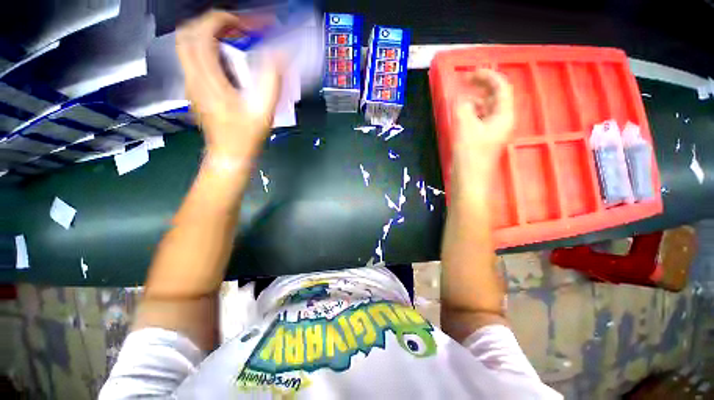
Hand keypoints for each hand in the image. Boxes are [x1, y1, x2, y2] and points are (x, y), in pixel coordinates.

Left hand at [176, 11, 281, 159]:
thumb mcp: (263, 110)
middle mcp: (194, 77)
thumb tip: (279, 54)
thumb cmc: (246, 136)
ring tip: (233, 41)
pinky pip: (195, 60)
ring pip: (188, 46)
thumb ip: (271, 80)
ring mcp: (192, 84)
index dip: (221, 20)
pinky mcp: (195, 90)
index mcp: (208, 79)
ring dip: (209, 36)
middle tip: (236, 29)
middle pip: (188, 34)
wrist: (230, 155)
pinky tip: (229, 62)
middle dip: (212, 24)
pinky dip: (209, 51)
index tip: (243, 25)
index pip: (201, 33)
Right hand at [453, 69, 514, 165]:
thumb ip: (463, 108)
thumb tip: (462, 100)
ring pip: (487, 108)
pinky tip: (462, 114)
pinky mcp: (483, 139)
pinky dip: (472, 113)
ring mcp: (493, 131)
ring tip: (461, 97)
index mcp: (503, 116)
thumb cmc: (469, 155)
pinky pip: (480, 119)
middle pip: (495, 96)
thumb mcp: (464, 128)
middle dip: (481, 87)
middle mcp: (502, 121)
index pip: (501, 88)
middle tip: (464, 82)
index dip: (488, 76)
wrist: (469, 180)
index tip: (471, 72)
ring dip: (475, 100)